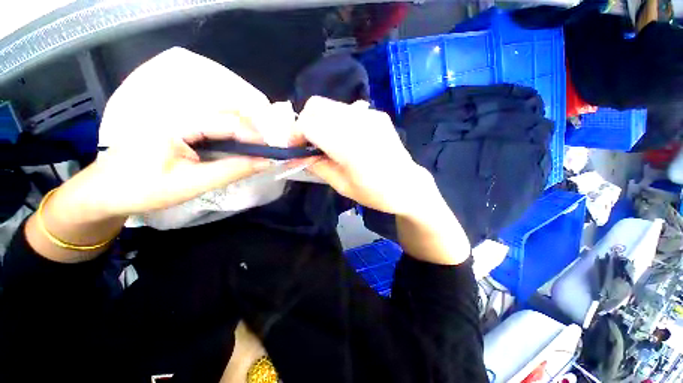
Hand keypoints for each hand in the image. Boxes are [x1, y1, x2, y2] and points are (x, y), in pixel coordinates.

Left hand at [70, 47, 275, 219]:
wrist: (105, 192)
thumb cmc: (143, 190)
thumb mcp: (191, 184)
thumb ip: (232, 170)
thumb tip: (266, 162)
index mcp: (176, 122)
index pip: (227, 120)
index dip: (255, 135)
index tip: (272, 152)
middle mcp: (178, 110)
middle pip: (227, 112)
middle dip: (253, 130)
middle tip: (267, 151)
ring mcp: (178, 115)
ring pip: (222, 115)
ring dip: (244, 131)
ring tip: (257, 150)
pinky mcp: (179, 123)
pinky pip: (214, 122)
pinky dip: (232, 133)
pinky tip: (239, 147)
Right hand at [292, 96, 438, 216]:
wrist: (407, 186)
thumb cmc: (375, 192)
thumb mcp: (341, 185)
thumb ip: (317, 165)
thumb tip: (298, 155)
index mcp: (349, 145)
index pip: (309, 124)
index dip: (295, 134)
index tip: (294, 148)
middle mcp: (359, 122)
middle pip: (316, 106)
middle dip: (305, 123)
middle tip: (308, 143)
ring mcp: (370, 115)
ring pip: (330, 105)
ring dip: (320, 121)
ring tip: (326, 141)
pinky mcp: (377, 114)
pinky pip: (347, 110)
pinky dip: (336, 120)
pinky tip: (344, 137)